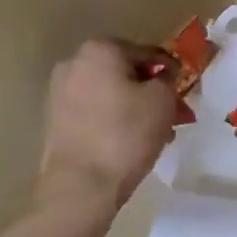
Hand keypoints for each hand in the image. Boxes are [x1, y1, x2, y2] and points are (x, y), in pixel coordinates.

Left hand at [36, 38, 176, 207]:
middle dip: (149, 91)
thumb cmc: (126, 134)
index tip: (182, 90)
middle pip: (125, 73)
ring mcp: (59, 93)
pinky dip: (113, 120)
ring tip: (154, 133)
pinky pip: (94, 112)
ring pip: (109, 93)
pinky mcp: (54, 121)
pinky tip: (130, 142)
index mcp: (100, 49)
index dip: (169, 71)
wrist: (81, 186)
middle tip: (171, 113)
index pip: (147, 52)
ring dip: (132, 107)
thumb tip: (162, 76)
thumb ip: (168, 79)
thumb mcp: (163, 100)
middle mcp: (73, 63)